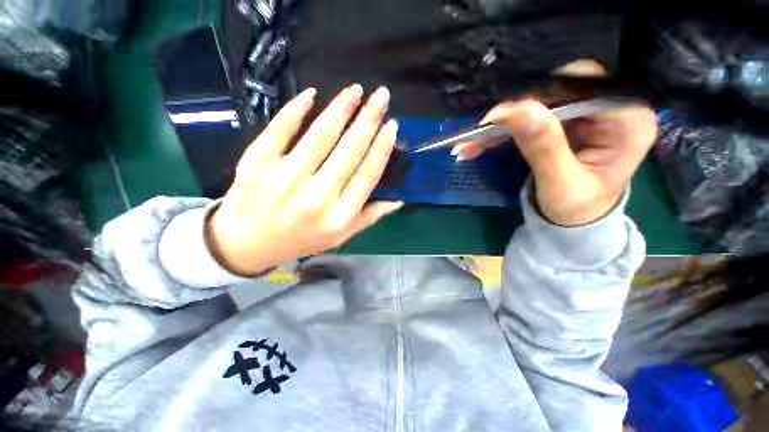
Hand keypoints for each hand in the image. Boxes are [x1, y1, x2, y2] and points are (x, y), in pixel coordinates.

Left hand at [207, 85, 401, 275]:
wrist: (245, 244)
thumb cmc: (300, 240)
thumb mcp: (340, 237)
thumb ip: (369, 218)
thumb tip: (398, 200)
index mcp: (338, 216)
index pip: (367, 175)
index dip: (381, 148)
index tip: (392, 125)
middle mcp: (316, 197)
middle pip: (349, 151)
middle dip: (369, 119)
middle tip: (381, 96)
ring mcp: (284, 179)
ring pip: (320, 135)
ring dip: (341, 108)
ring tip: (356, 90)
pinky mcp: (256, 163)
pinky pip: (280, 130)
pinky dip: (296, 109)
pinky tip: (312, 94)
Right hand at [454, 99, 656, 225]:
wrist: (575, 220)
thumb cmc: (577, 210)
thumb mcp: (561, 184)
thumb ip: (544, 147)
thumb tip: (519, 109)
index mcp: (627, 120)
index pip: (582, 87)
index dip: (537, 98)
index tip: (497, 120)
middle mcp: (612, 108)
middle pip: (557, 90)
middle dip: (514, 112)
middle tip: (480, 133)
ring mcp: (587, 113)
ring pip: (538, 102)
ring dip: (502, 123)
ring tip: (472, 143)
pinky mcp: (567, 122)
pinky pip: (531, 116)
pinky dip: (504, 130)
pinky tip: (481, 143)